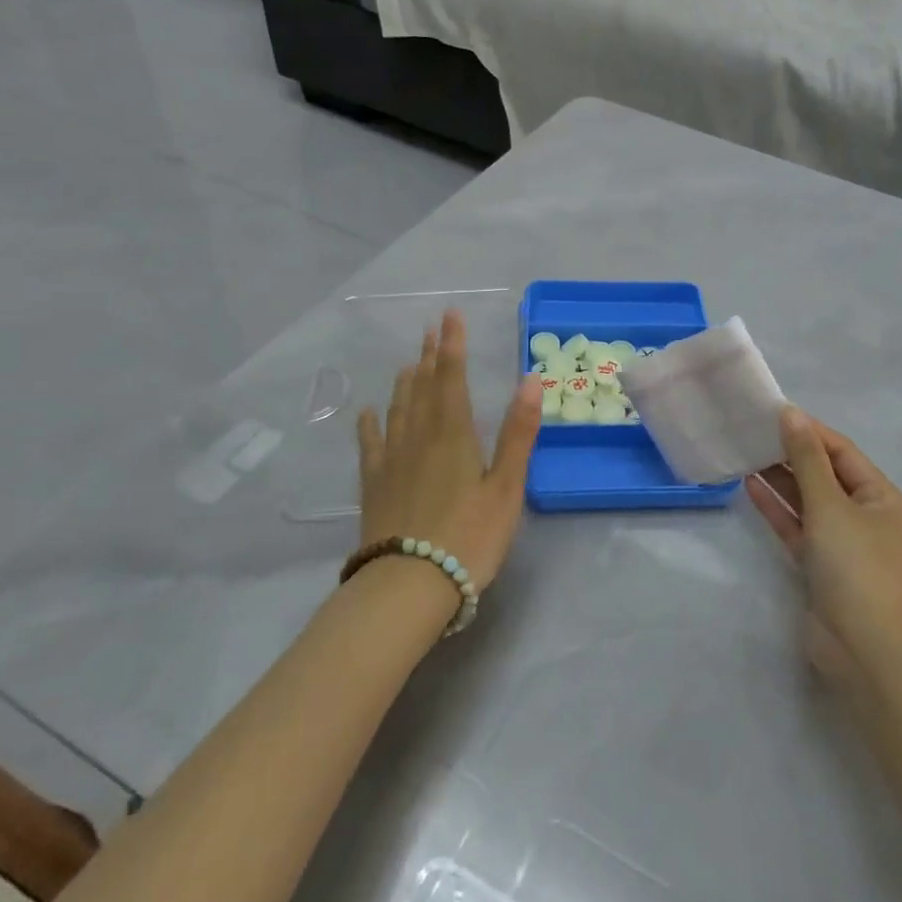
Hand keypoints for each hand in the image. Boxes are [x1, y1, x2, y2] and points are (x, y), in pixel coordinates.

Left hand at [356, 309, 542, 591]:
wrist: (408, 585)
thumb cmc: (469, 536)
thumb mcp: (506, 486)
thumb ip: (518, 432)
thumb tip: (532, 379)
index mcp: (454, 434)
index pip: (453, 378)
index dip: (453, 345)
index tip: (450, 316)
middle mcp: (419, 437)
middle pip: (423, 387)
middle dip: (430, 356)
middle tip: (430, 329)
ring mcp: (392, 460)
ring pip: (398, 409)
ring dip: (405, 382)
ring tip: (409, 362)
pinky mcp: (375, 485)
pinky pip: (371, 444)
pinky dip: (372, 423)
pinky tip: (369, 412)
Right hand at [746, 408, 901, 685]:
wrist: (864, 649)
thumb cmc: (855, 566)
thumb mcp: (830, 505)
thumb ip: (807, 459)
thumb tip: (791, 414)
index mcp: (881, 496)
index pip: (841, 451)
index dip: (809, 431)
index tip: (774, 413)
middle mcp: (864, 515)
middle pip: (824, 474)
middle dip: (791, 454)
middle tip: (753, 433)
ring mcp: (842, 543)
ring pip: (808, 501)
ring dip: (780, 480)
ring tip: (746, 454)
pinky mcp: (820, 566)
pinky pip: (798, 527)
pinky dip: (777, 509)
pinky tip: (750, 487)